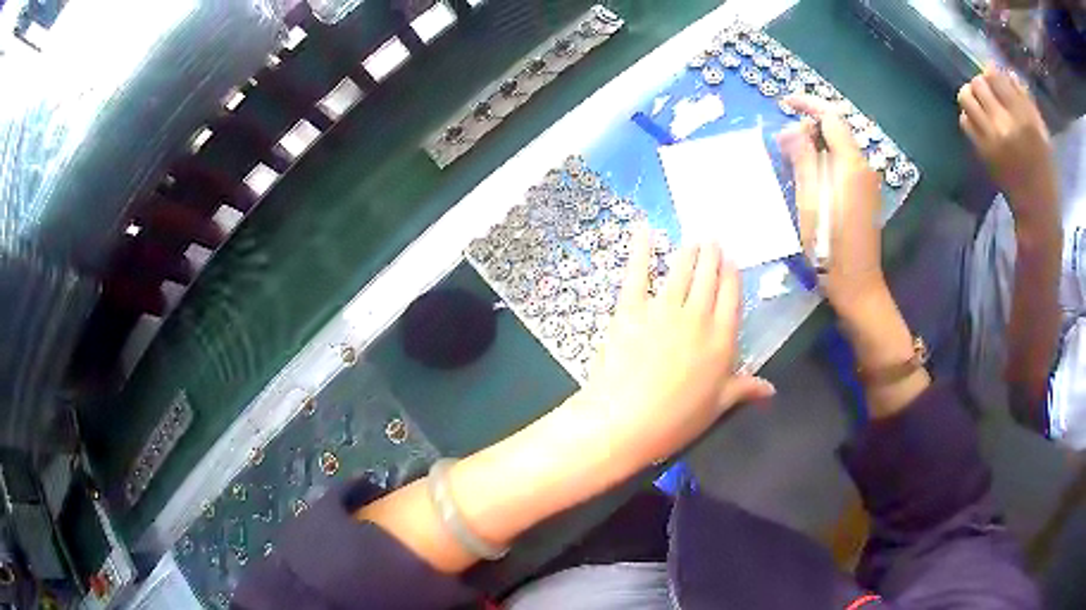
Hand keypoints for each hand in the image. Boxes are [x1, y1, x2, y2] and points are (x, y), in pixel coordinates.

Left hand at [575, 227, 774, 469]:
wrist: (626, 421)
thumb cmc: (676, 420)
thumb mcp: (717, 407)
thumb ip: (744, 389)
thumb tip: (771, 389)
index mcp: (722, 340)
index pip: (731, 298)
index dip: (731, 276)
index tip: (731, 261)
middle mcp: (697, 317)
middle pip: (709, 279)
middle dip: (712, 257)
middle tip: (713, 240)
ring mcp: (663, 309)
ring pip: (681, 272)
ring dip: (689, 252)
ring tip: (693, 239)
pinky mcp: (631, 309)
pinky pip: (638, 273)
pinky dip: (640, 251)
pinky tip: (643, 231)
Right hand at [778, 96, 930, 417]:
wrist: (857, 286)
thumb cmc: (830, 249)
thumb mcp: (809, 203)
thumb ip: (802, 159)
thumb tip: (793, 129)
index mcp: (851, 165)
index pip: (831, 118)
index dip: (808, 105)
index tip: (784, 102)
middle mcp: (864, 167)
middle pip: (837, 130)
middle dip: (809, 125)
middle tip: (781, 139)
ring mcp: (867, 182)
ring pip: (839, 147)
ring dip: (815, 143)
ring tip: (789, 155)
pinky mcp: (864, 194)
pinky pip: (843, 163)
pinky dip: (824, 158)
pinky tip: (808, 173)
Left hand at [958, 67, 1058, 229]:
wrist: (1037, 212)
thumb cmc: (1046, 171)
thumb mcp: (1043, 132)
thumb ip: (1026, 100)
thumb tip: (1007, 72)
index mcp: (1023, 118)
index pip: (995, 76)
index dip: (992, 71)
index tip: (995, 77)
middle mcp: (1004, 124)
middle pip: (977, 82)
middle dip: (982, 83)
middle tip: (990, 93)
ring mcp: (990, 138)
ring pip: (965, 96)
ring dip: (971, 95)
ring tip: (982, 104)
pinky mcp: (981, 152)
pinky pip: (964, 120)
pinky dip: (968, 115)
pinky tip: (980, 122)